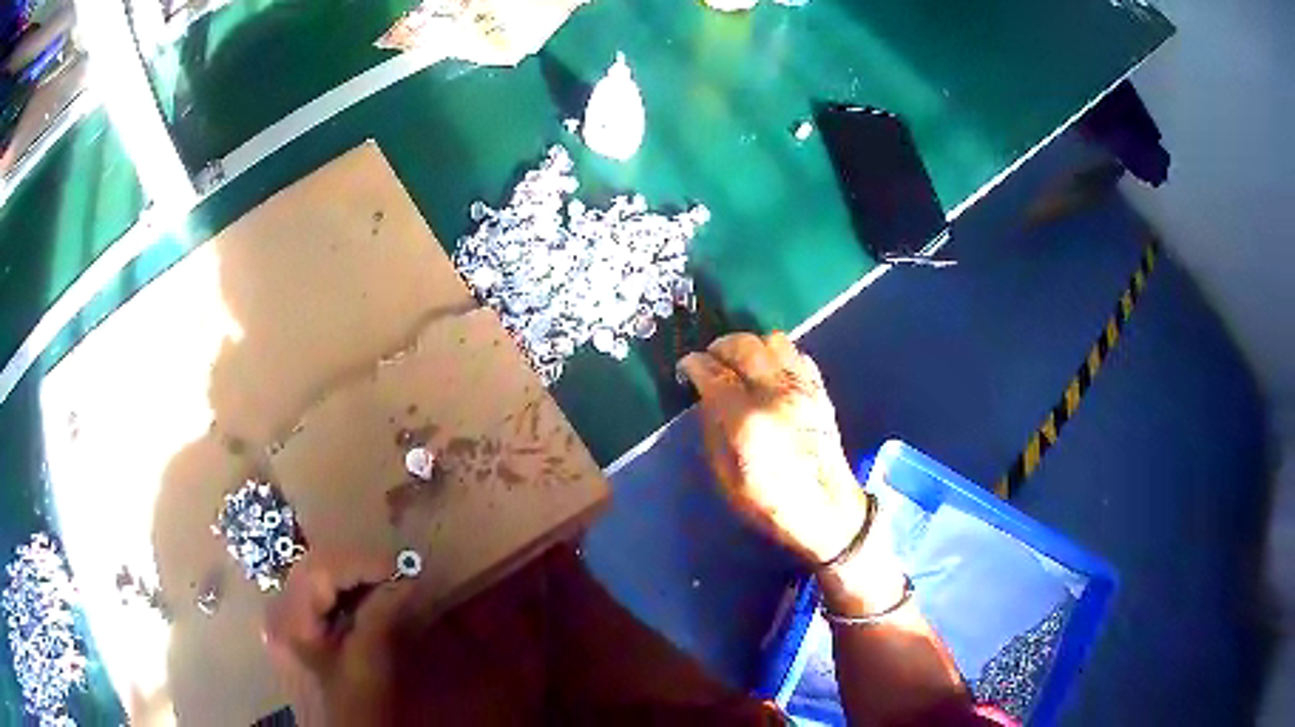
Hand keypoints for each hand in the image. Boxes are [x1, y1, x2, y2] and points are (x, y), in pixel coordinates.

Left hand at [264, 550, 413, 723]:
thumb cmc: (353, 705)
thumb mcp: (367, 663)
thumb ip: (380, 616)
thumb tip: (406, 579)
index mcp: (289, 620)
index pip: (320, 571)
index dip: (360, 563)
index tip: (399, 567)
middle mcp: (278, 610)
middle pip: (314, 567)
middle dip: (356, 565)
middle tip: (396, 571)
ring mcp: (284, 618)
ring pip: (315, 577)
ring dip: (352, 575)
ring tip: (387, 581)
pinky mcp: (295, 626)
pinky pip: (318, 594)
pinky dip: (344, 590)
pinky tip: (367, 596)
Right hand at [678, 332, 867, 564]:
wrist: (828, 510)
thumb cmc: (771, 503)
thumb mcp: (727, 478)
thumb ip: (714, 431)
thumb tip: (706, 399)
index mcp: (748, 420)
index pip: (714, 373)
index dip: (694, 365)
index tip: (685, 367)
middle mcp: (777, 394)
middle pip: (744, 345)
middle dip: (719, 347)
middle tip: (710, 360)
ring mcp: (803, 389)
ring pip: (773, 340)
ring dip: (751, 346)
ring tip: (741, 363)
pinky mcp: (820, 391)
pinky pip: (798, 355)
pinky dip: (779, 356)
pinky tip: (771, 374)